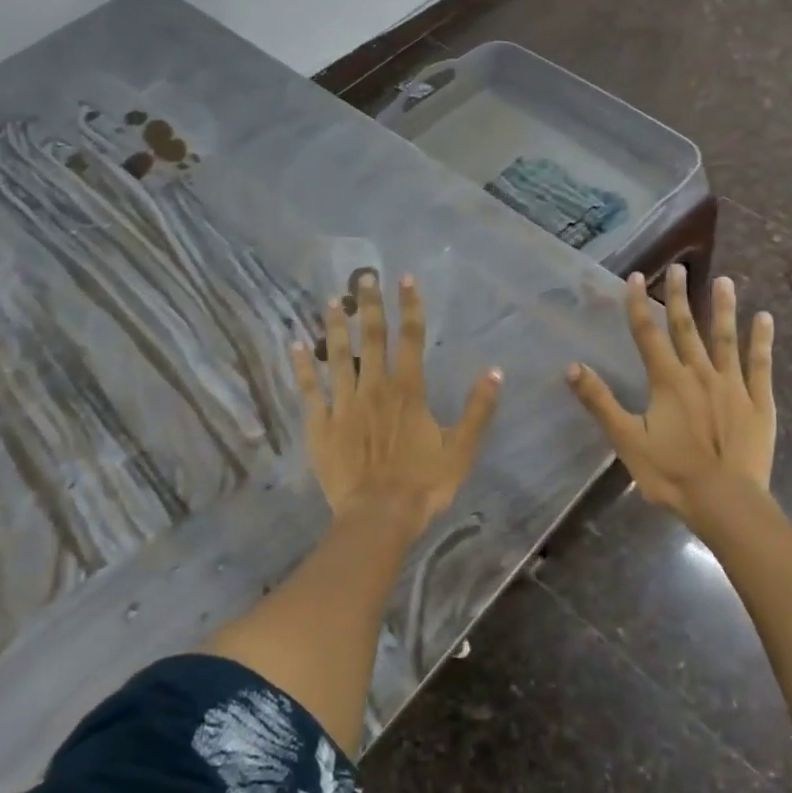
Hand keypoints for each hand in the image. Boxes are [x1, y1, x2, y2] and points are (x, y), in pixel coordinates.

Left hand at [289, 272, 500, 534]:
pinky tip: (296, 345)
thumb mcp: (462, 449)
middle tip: (363, 276)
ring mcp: (344, 404)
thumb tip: (495, 371)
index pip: (410, 337)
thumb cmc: (424, 484)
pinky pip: (310, 389)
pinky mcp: (321, 424)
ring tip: (331, 300)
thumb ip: (478, 409)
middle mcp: (374, 387)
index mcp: (408, 390)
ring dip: (336, 326)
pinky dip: (302, 366)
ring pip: (338, 356)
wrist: (379, 516)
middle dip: (369, 304)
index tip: (405, 278)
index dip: (409, 306)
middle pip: (372, 338)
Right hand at [566, 266, 775, 525]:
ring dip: (723, 308)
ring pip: (725, 338)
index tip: (636, 276)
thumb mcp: (627, 439)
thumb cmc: (671, 473)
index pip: (647, 334)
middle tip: (678, 268)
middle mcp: (699, 373)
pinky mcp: (758, 402)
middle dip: (679, 297)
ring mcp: (732, 385)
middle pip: (686, 328)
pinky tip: (765, 318)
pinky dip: (761, 340)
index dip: (638, 305)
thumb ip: (600, 401)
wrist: (725, 502)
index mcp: (667, 381)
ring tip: (724, 280)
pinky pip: (760, 364)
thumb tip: (571, 366)